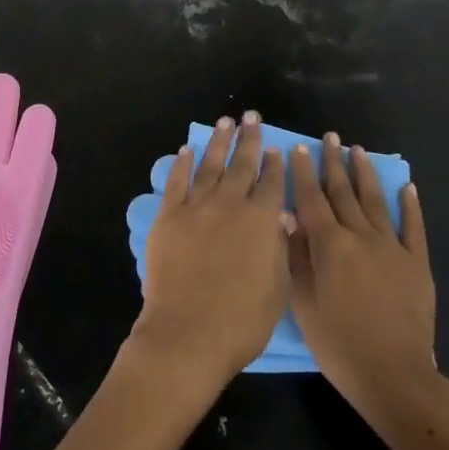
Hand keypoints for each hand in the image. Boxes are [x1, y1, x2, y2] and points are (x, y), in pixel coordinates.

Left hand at [133, 113, 290, 395]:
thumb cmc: (243, 320)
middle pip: (242, 164)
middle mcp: (231, 204)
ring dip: (218, 142)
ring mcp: (197, 207)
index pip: (272, 182)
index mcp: (262, 220)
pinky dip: (182, 164)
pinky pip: (176, 182)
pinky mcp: (169, 217)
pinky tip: (186, 150)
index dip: (274, 164)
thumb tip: (280, 217)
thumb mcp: (278, 286)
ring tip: (224, 122)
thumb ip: (279, 246)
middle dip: (249, 139)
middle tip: (251, 117)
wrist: (190, 332)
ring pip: (210, 165)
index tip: (275, 147)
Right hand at [287, 134, 436, 421]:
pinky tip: (407, 186)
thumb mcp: (303, 303)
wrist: (394, 375)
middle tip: (330, 138)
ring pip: (376, 202)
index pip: (312, 200)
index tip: (297, 149)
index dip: (303, 173)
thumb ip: (295, 257)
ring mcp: (393, 248)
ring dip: (365, 174)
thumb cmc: (338, 343)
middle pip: (344, 193)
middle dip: (334, 163)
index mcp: (330, 246)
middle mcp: (361, 236)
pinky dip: (410, 205)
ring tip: (358, 150)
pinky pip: (413, 227)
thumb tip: (287, 217)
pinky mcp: (417, 263)